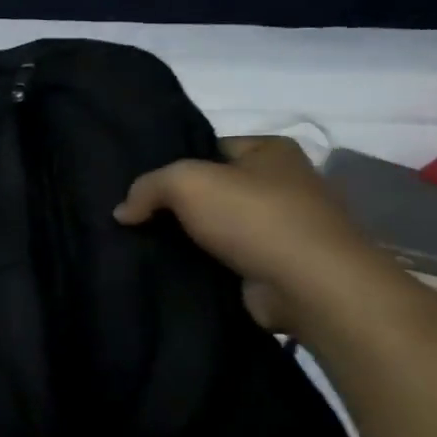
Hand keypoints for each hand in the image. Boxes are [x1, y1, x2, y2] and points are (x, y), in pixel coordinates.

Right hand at [113, 136, 389, 332]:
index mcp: (272, 150)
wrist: (314, 288)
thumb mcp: (186, 182)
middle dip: (178, 204)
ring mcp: (287, 229)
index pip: (209, 148)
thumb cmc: (255, 216)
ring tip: (145, 245)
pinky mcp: (281, 268)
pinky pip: (230, 260)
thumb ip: (147, 187)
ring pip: (219, 227)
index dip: (173, 163)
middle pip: (213, 189)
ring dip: (191, 238)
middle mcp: (285, 184)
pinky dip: (206, 265)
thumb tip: (123, 211)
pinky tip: (173, 270)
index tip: (141, 185)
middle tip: (136, 216)